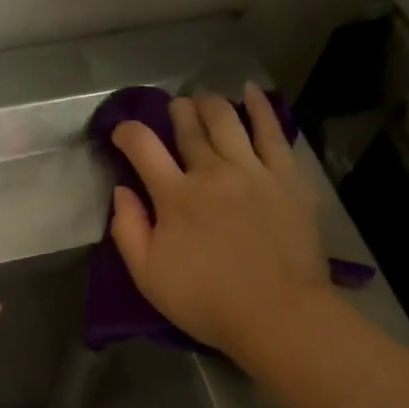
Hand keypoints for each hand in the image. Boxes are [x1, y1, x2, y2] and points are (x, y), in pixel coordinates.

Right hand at [110, 86, 330, 356]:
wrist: (278, 314)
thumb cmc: (206, 302)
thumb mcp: (148, 277)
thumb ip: (127, 230)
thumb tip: (121, 191)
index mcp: (175, 197)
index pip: (143, 147)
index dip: (127, 132)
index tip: (121, 133)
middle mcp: (212, 172)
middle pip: (189, 127)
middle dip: (175, 112)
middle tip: (172, 109)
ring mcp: (254, 171)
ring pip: (227, 121)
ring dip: (210, 105)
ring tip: (203, 99)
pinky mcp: (287, 178)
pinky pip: (273, 132)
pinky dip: (260, 108)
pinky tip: (252, 93)